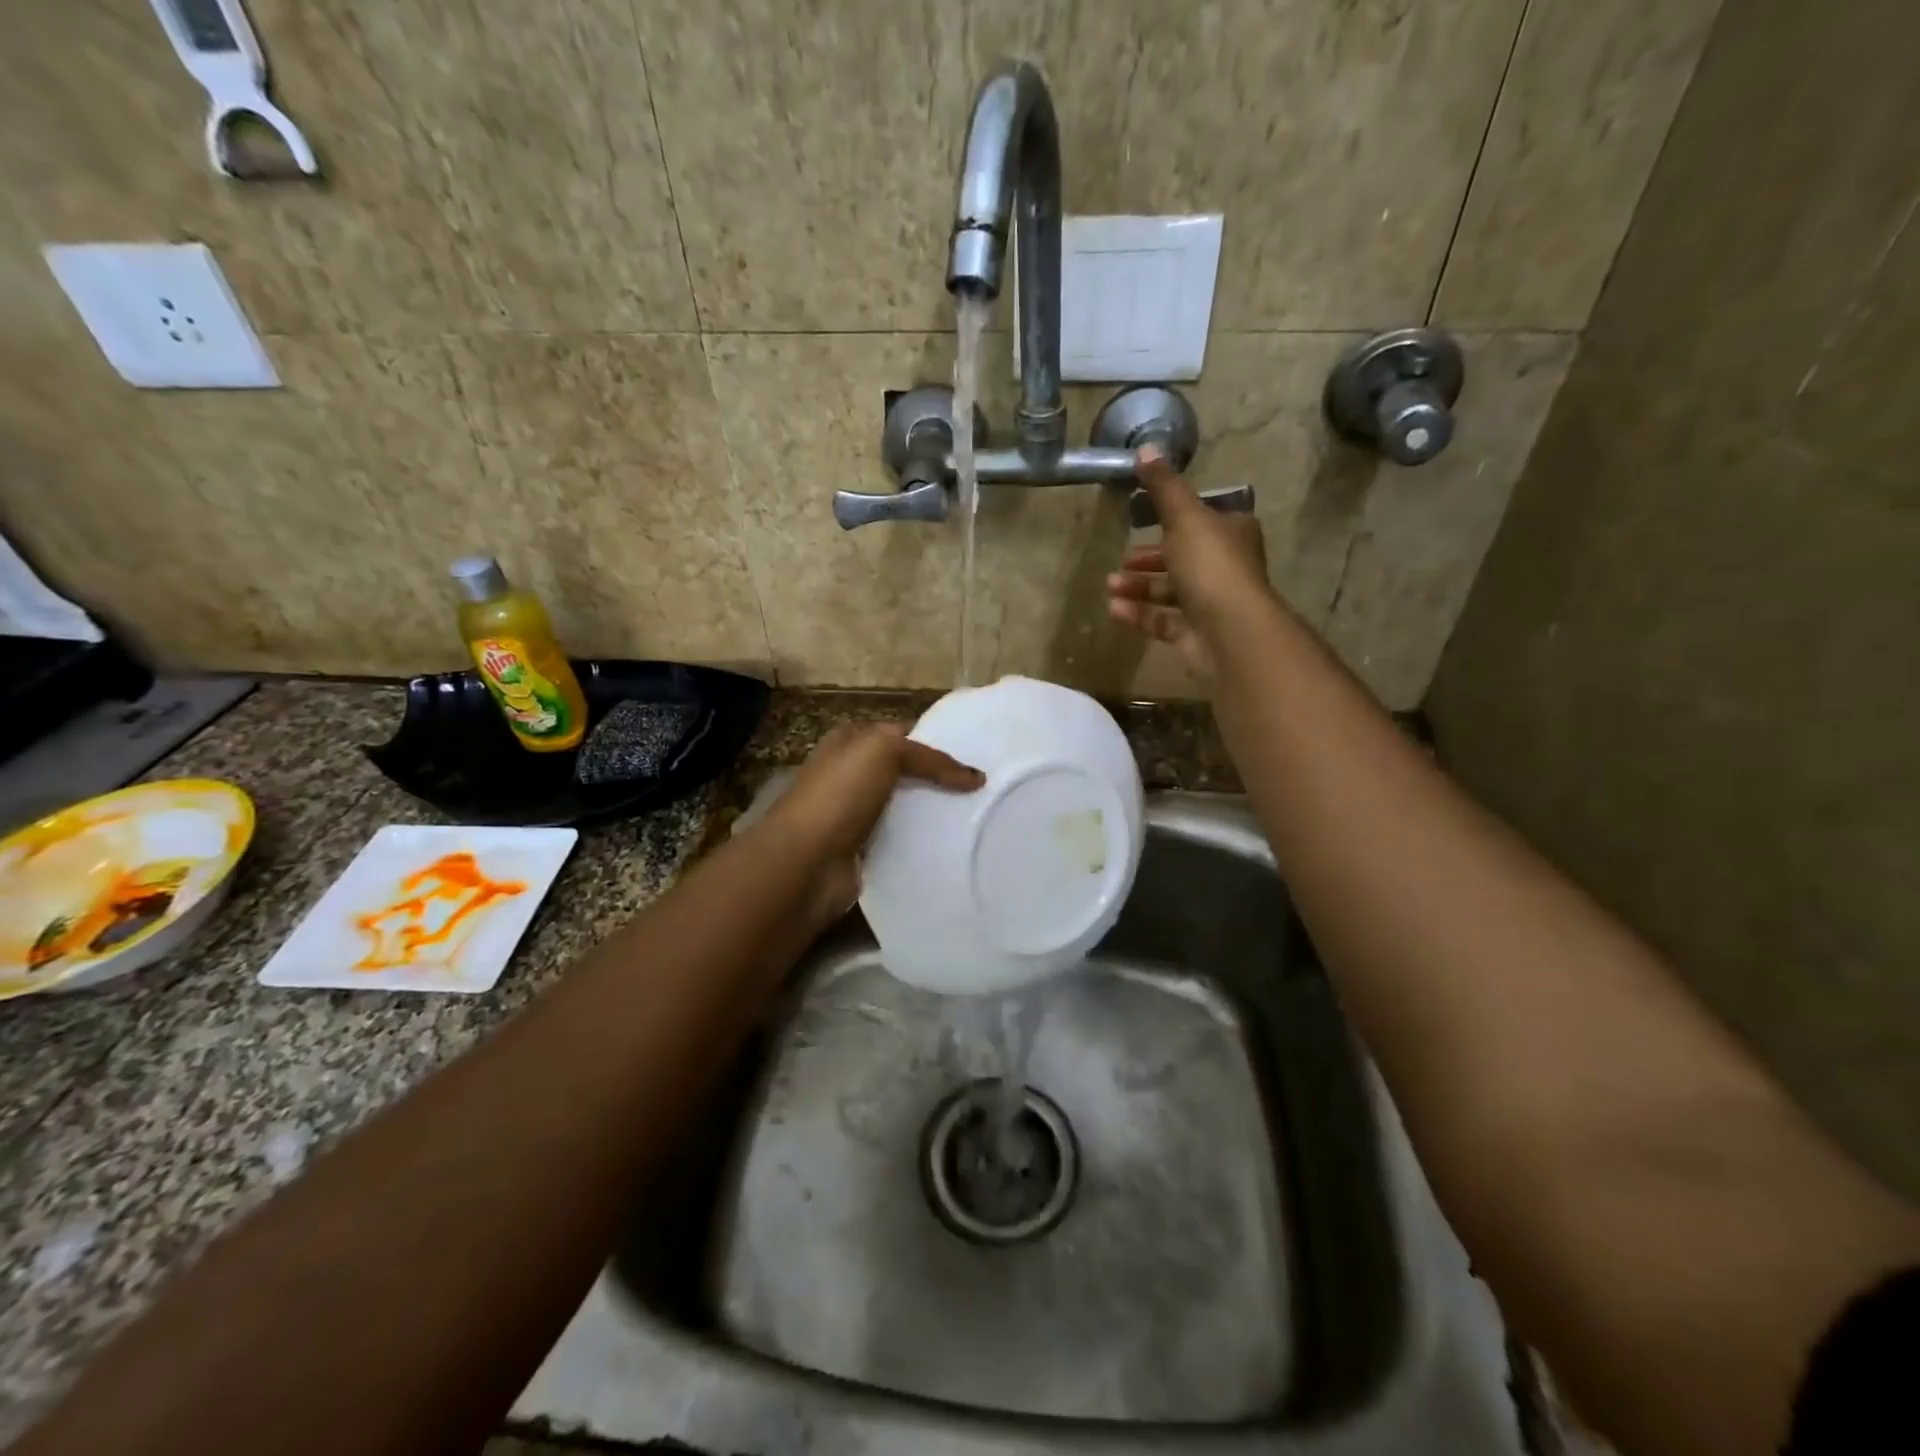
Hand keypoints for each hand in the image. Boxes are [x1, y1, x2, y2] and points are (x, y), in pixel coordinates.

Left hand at [763, 722, 983, 925]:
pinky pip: (901, 840)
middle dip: (940, 778)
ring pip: (905, 807)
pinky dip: (922, 843)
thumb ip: (930, 758)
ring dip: (934, 812)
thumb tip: (976, 777)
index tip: (976, 754)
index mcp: (849, 742)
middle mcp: (850, 775)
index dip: (936, 740)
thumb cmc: (838, 795)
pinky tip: (952, 845)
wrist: (804, 863)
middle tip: (983, 789)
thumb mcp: (884, 752)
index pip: (901, 733)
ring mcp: (855, 815)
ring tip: (978, 817)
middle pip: (905, 771)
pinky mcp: (863, 851)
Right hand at [1106, 445, 1271, 682]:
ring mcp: (1211, 604)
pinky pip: (1163, 621)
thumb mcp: (1184, 516)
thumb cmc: (1210, 566)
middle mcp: (1225, 567)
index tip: (1143, 518)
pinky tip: (1115, 609)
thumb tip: (1147, 448)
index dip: (1173, 518)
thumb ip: (1164, 487)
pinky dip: (1139, 613)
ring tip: (1110, 585)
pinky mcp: (1195, 635)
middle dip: (1149, 558)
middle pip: (1183, 557)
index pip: (1202, 519)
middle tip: (1123, 558)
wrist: (1228, 631)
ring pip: (1170, 591)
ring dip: (1139, 587)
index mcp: (1232, 533)